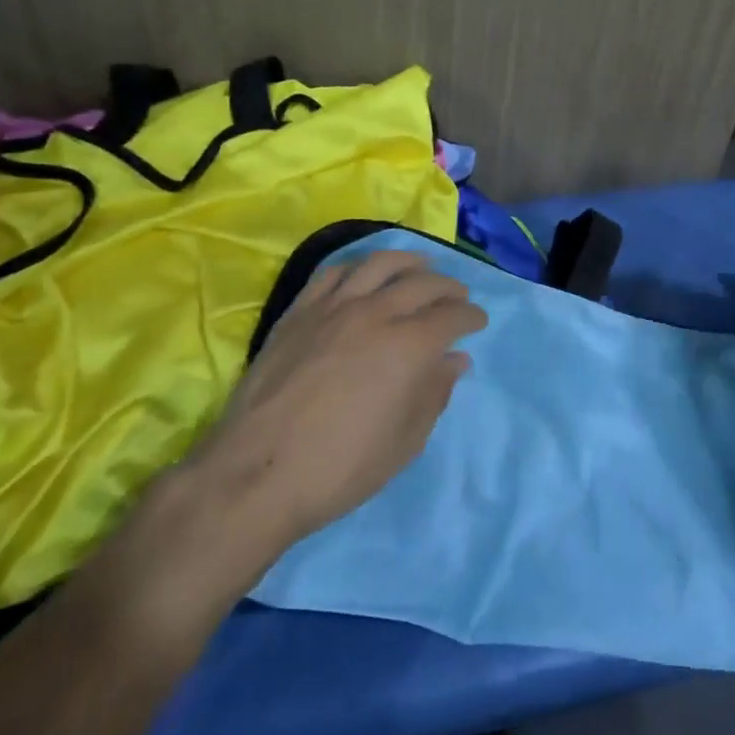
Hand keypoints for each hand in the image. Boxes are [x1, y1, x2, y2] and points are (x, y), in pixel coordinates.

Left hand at [183, 249, 487, 553]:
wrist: (257, 472)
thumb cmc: (341, 467)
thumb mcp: (405, 443)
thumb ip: (434, 394)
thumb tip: (454, 360)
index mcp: (409, 346)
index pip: (451, 317)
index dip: (470, 316)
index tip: (477, 321)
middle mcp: (375, 314)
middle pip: (421, 284)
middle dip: (448, 287)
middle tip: (457, 296)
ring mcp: (333, 307)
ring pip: (378, 265)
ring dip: (408, 262)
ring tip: (420, 266)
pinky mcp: (299, 311)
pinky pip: (333, 273)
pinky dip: (357, 268)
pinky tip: (363, 275)